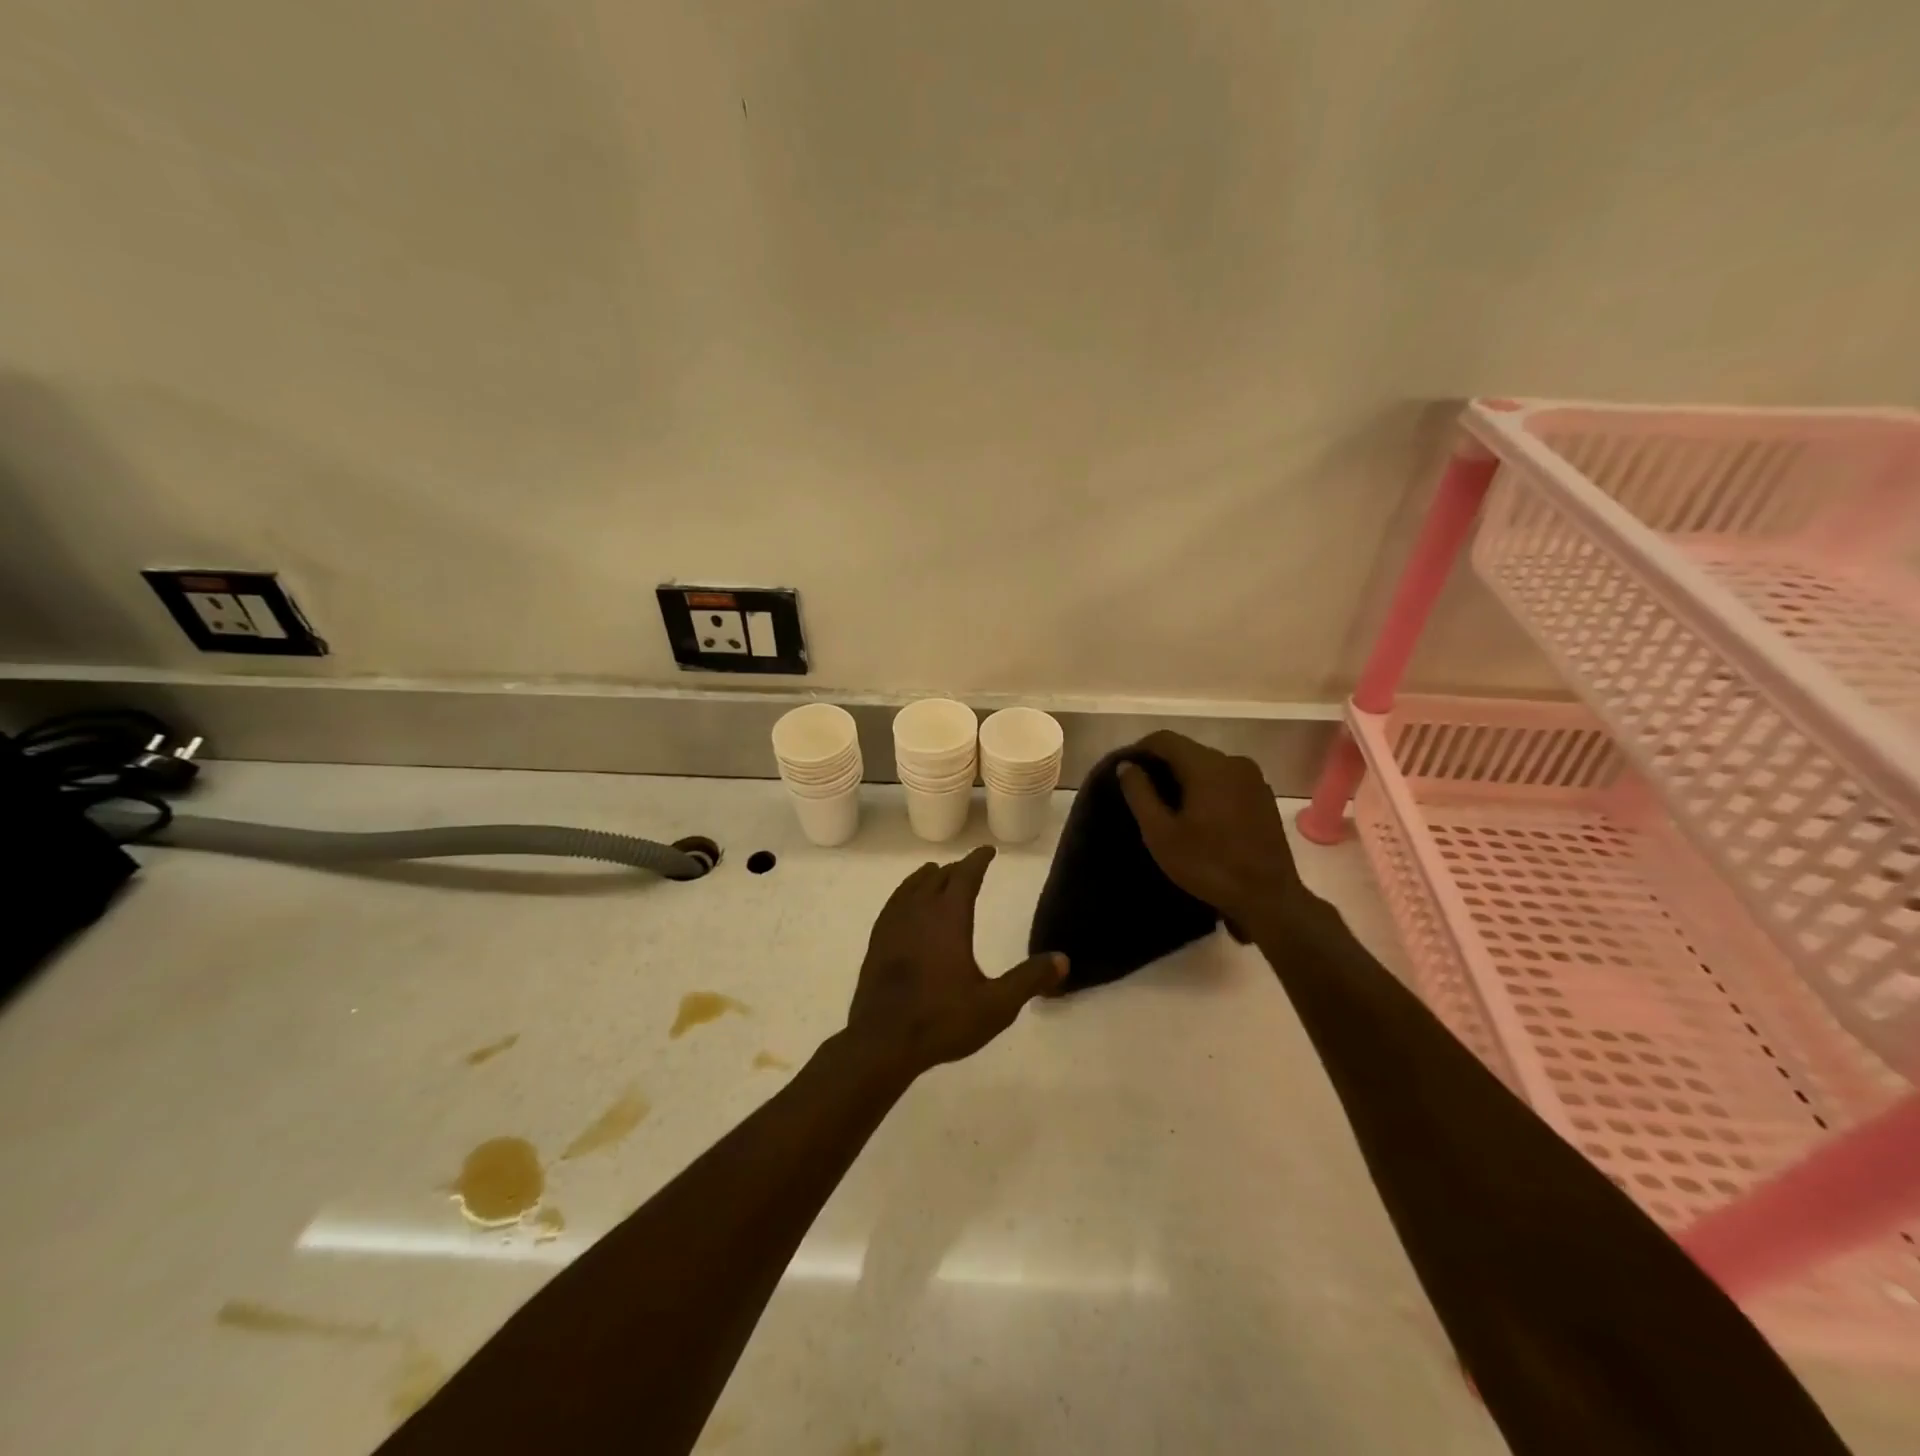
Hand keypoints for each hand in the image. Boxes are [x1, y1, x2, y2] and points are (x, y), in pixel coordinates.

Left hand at [846, 846, 1066, 1080]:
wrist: (882, 1041)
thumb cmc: (942, 1020)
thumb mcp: (996, 1006)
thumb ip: (1029, 980)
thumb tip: (1062, 959)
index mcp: (948, 916)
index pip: (965, 875)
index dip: (978, 860)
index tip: (988, 851)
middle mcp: (919, 911)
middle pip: (938, 877)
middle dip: (955, 869)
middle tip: (968, 868)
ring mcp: (893, 924)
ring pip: (911, 887)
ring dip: (927, 878)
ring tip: (935, 875)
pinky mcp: (877, 941)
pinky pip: (893, 904)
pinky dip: (905, 894)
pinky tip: (905, 907)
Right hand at [1116, 731, 1312, 930]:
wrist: (1268, 898)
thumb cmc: (1208, 865)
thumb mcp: (1161, 833)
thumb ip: (1140, 793)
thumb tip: (1127, 765)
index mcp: (1207, 766)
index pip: (1165, 739)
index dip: (1140, 750)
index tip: (1125, 772)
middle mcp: (1233, 762)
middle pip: (1188, 750)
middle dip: (1162, 765)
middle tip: (1142, 793)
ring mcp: (1253, 779)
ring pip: (1208, 766)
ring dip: (1185, 778)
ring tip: (1169, 807)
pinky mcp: (1263, 797)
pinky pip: (1226, 780)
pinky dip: (1207, 788)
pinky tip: (1199, 816)